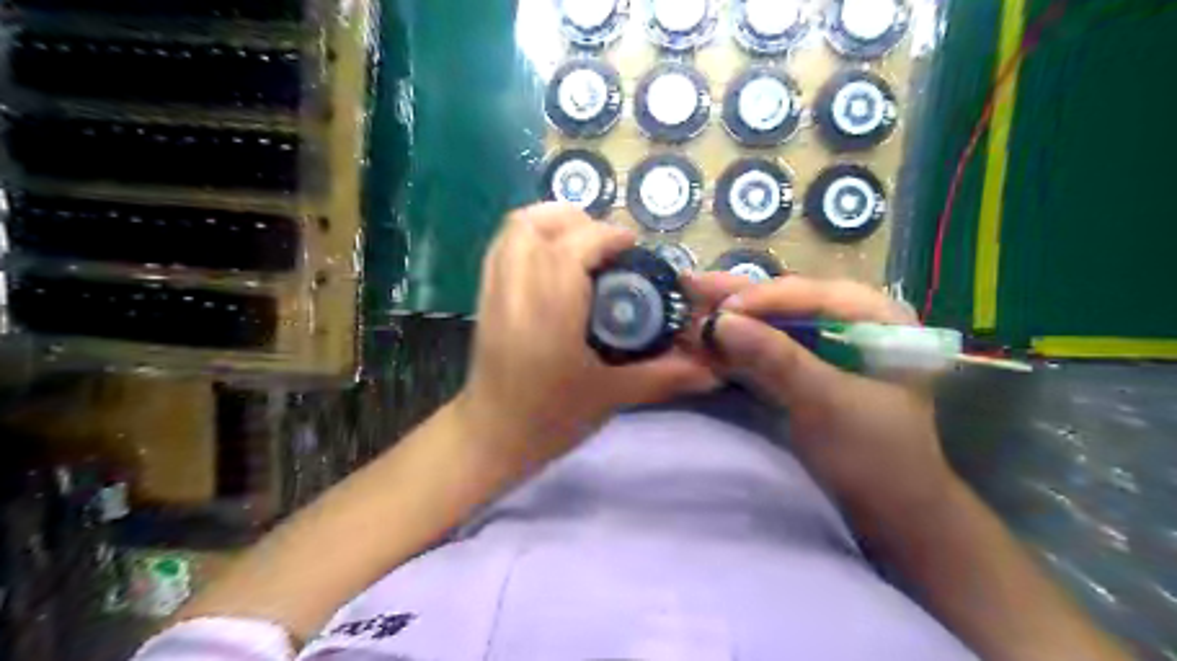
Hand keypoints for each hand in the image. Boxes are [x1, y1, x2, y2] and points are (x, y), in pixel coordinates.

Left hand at [457, 203, 715, 472]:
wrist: (491, 439)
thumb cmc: (550, 419)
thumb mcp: (612, 396)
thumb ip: (663, 376)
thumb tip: (712, 370)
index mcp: (551, 311)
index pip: (574, 247)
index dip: (607, 235)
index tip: (632, 248)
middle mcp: (517, 290)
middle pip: (537, 225)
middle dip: (577, 221)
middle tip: (606, 246)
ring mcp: (494, 291)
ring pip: (514, 229)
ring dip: (551, 223)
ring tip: (581, 245)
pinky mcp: (484, 298)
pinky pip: (502, 246)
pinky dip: (530, 238)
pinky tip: (553, 260)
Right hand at [690, 274, 954, 517]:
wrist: (893, 513)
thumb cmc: (875, 456)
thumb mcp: (826, 403)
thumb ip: (776, 358)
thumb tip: (720, 322)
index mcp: (877, 318)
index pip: (811, 294)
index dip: (763, 298)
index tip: (719, 311)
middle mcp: (852, 322)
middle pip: (789, 301)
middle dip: (739, 297)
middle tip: (690, 284)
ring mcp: (830, 347)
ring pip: (775, 322)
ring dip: (734, 317)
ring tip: (691, 300)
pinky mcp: (811, 370)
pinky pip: (770, 347)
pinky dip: (739, 344)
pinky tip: (710, 334)